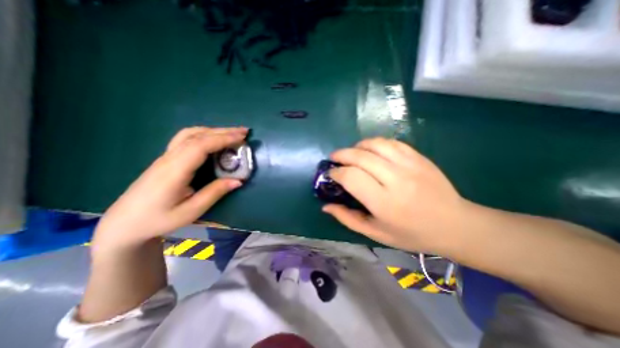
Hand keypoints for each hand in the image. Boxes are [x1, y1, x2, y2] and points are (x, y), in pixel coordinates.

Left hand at [91, 126, 246, 253]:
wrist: (124, 223)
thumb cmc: (158, 219)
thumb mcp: (191, 210)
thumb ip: (215, 193)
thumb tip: (238, 181)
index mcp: (175, 170)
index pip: (201, 146)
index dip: (223, 139)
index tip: (242, 138)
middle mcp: (170, 158)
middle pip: (197, 136)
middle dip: (223, 131)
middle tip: (244, 132)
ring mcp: (166, 156)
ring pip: (190, 134)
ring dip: (213, 130)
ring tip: (232, 134)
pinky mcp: (166, 158)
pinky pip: (186, 139)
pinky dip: (204, 134)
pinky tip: (213, 139)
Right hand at [322, 137, 467, 254]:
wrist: (455, 225)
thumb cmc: (411, 234)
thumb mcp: (375, 233)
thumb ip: (347, 218)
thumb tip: (326, 206)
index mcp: (384, 202)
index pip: (351, 177)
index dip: (336, 172)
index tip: (331, 174)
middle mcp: (396, 179)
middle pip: (360, 156)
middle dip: (341, 154)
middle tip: (334, 158)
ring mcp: (410, 165)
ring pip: (375, 144)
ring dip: (357, 146)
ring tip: (351, 153)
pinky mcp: (419, 157)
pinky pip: (391, 142)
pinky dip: (375, 143)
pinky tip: (371, 150)